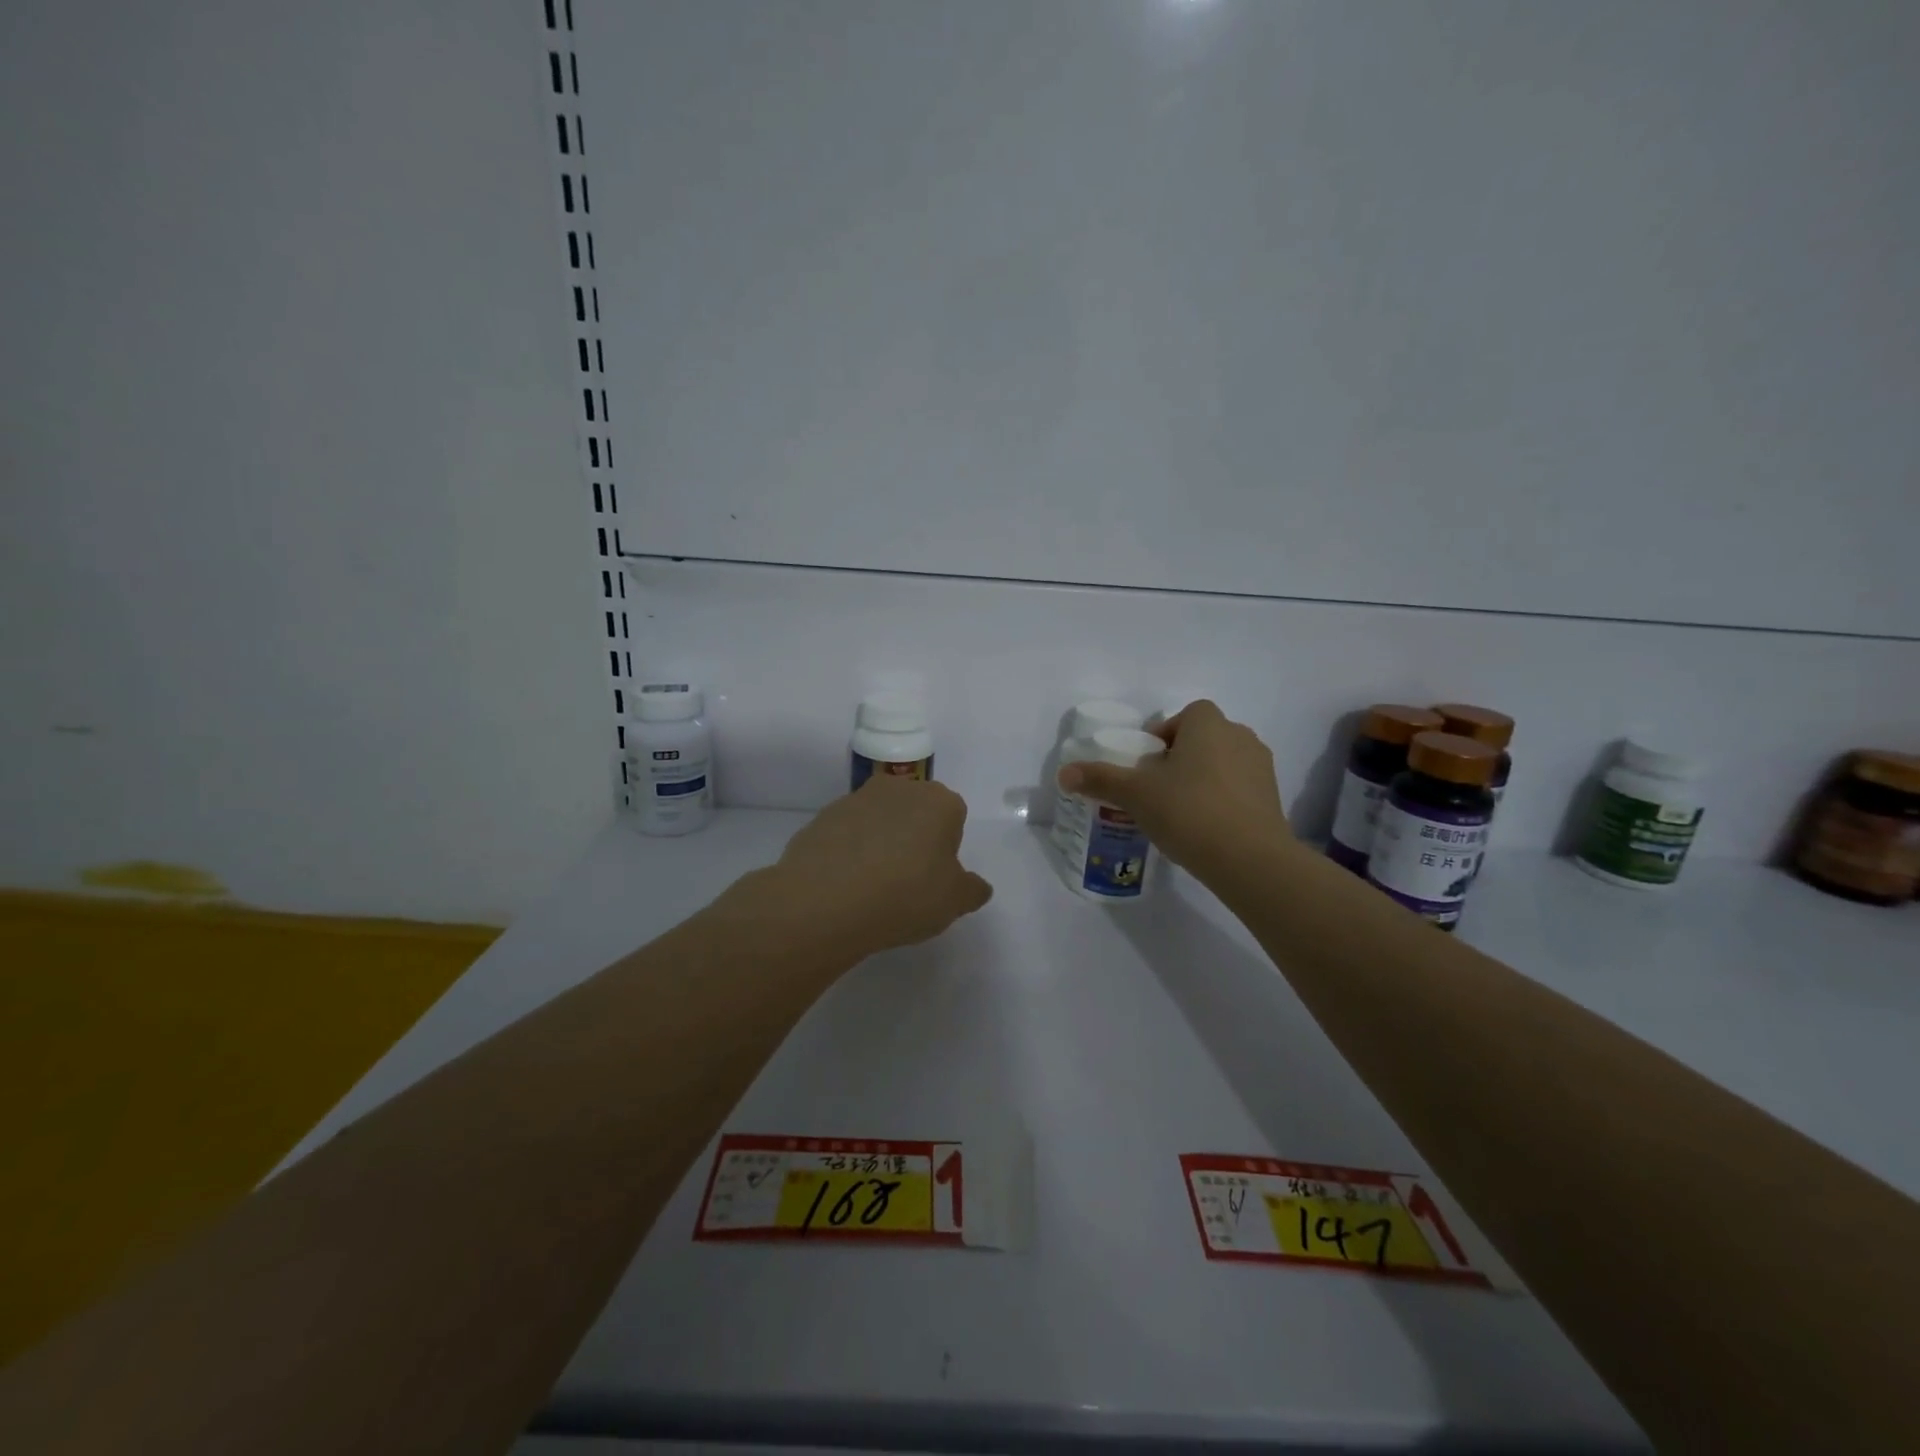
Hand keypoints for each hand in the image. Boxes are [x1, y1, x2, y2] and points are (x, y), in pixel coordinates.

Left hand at [764, 776, 992, 959]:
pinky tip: (845, 883)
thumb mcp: (953, 903)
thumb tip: (977, 886)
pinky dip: (850, 851)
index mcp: (939, 801)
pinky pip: (848, 833)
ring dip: (881, 842)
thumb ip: (972, 890)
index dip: (947, 848)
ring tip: (872, 886)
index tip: (935, 877)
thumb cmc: (905, 895)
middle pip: (916, 811)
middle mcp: (900, 788)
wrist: (825, 900)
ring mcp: (857, 798)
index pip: (954, 816)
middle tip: (907, 880)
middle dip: (915, 838)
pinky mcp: (824, 815)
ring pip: (880, 820)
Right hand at [1057, 699, 1292, 883]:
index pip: (1185, 715)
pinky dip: (1223, 800)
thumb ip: (1100, 779)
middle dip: (1181, 757)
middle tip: (1158, 788)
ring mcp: (1262, 767)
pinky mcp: (1273, 799)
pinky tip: (1205, 828)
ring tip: (1180, 810)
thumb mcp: (1135, 794)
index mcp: (1208, 724)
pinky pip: (1240, 789)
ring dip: (1203, 778)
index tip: (1147, 764)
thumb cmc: (1188, 811)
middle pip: (1204, 738)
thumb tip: (1063, 773)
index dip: (1164, 735)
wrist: (1250, 859)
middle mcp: (1240, 736)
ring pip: (1223, 763)